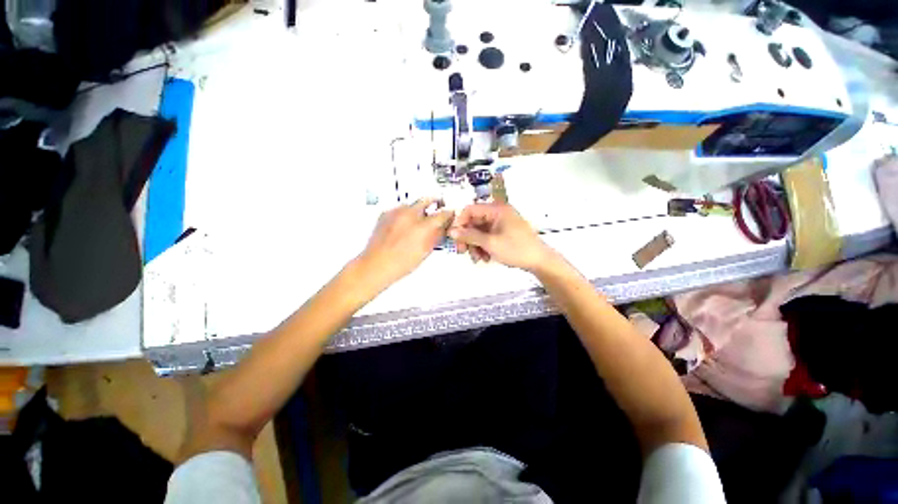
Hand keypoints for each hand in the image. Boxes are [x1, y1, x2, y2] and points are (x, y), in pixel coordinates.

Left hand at [356, 198, 453, 290]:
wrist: (376, 264)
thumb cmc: (398, 263)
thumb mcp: (425, 251)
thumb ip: (436, 237)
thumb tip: (441, 229)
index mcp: (422, 226)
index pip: (442, 214)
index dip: (449, 213)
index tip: (450, 214)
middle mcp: (409, 215)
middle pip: (427, 200)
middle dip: (434, 203)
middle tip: (437, 207)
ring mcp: (396, 213)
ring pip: (412, 203)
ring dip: (418, 208)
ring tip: (418, 220)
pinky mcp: (385, 214)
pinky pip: (399, 208)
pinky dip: (404, 213)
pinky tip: (404, 224)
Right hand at [448, 202, 556, 272]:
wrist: (539, 261)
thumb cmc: (516, 249)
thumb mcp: (490, 243)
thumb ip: (469, 236)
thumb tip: (451, 231)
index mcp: (496, 210)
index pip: (470, 210)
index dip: (459, 223)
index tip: (454, 237)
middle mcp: (498, 213)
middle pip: (474, 222)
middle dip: (468, 238)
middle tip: (462, 252)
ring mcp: (501, 223)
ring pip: (479, 232)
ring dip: (475, 245)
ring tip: (477, 259)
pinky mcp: (503, 233)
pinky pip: (487, 237)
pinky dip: (483, 247)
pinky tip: (485, 258)